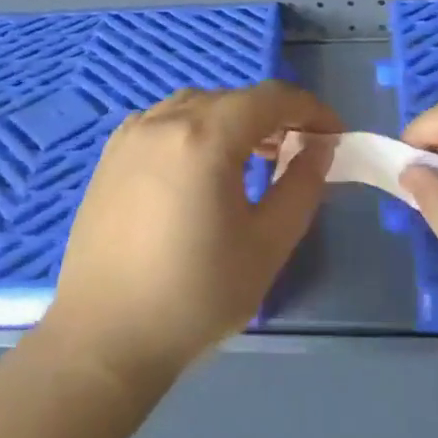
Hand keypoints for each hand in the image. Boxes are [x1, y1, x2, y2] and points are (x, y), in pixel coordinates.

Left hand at [42, 81, 341, 390]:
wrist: (104, 338)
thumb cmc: (195, 296)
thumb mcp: (267, 244)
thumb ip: (301, 186)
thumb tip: (319, 146)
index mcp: (204, 137)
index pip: (270, 98)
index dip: (310, 109)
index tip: (334, 135)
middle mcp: (164, 121)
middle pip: (233, 98)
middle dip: (273, 116)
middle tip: (297, 152)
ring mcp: (131, 135)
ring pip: (197, 105)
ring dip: (233, 120)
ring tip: (253, 158)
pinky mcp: (110, 155)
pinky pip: (164, 121)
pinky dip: (196, 128)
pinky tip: (201, 167)